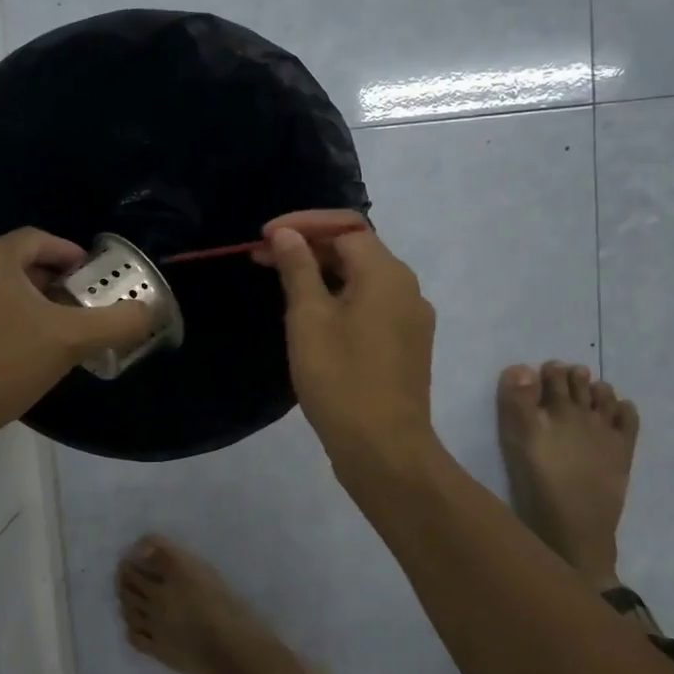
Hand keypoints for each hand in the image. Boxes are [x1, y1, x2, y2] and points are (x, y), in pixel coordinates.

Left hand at [0, 228, 155, 454]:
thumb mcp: (68, 341)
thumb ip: (116, 323)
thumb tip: (151, 310)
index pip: (38, 240)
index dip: (70, 253)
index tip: (91, 275)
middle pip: (15, 265)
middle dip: (50, 283)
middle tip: (77, 307)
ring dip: (24, 305)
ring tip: (50, 334)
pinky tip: (11, 357)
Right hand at [261, 211, 439, 477]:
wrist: (384, 449)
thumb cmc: (340, 379)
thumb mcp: (309, 319)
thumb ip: (297, 269)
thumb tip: (287, 234)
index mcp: (386, 274)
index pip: (345, 226)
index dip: (302, 224)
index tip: (263, 237)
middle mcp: (407, 288)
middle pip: (356, 249)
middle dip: (308, 247)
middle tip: (262, 258)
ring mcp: (411, 318)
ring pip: (362, 279)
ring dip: (321, 273)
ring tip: (280, 283)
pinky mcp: (406, 345)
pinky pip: (370, 305)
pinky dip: (339, 298)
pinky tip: (312, 315)